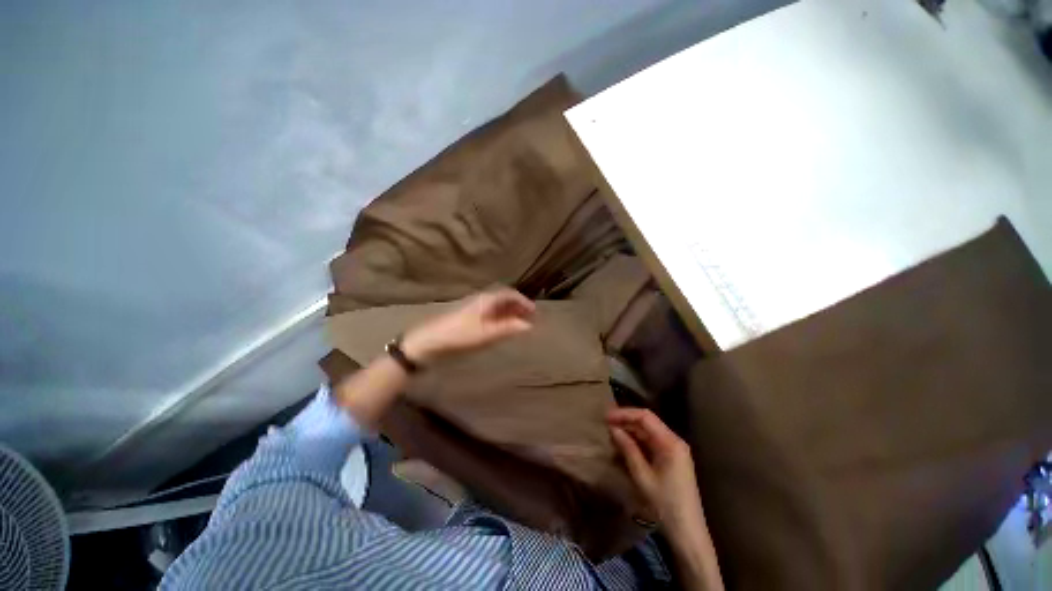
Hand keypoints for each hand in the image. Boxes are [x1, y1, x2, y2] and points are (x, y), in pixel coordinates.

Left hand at [402, 288, 535, 363]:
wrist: (428, 342)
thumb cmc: (459, 336)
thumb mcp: (486, 334)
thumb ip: (508, 329)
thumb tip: (529, 326)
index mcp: (486, 300)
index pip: (510, 294)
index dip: (524, 302)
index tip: (534, 312)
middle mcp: (481, 300)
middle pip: (504, 299)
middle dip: (518, 307)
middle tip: (530, 318)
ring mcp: (474, 308)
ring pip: (497, 306)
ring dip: (510, 312)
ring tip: (519, 323)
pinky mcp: (468, 317)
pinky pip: (490, 313)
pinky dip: (500, 318)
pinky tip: (502, 327)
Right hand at [608, 408, 705, 537]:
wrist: (687, 531)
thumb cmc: (665, 503)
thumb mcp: (642, 476)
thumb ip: (628, 449)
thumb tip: (613, 429)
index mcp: (670, 442)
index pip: (645, 417)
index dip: (624, 414)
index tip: (606, 417)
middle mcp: (674, 441)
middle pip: (647, 422)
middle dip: (626, 421)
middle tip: (606, 425)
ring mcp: (674, 450)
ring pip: (648, 432)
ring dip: (630, 431)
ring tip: (611, 434)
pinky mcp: (671, 459)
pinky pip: (652, 443)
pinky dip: (637, 442)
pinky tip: (624, 445)